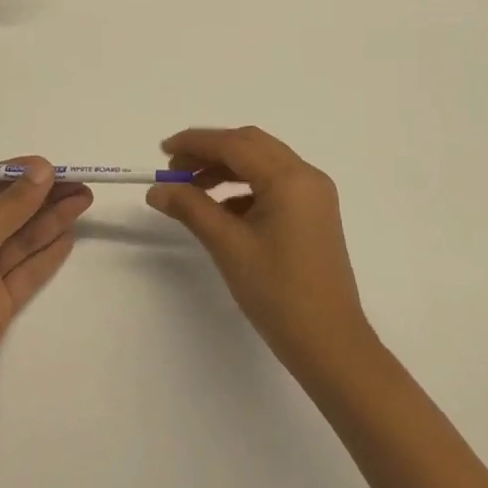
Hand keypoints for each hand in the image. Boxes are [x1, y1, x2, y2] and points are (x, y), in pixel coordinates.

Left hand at [0, 158, 91, 410]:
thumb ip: (10, 206)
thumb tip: (43, 169)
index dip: (19, 174)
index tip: (54, 168)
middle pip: (10, 210)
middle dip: (44, 196)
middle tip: (82, 184)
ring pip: (23, 238)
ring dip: (52, 219)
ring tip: (84, 202)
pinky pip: (28, 270)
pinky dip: (48, 253)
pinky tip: (70, 236)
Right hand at [146, 127, 373, 379]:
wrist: (330, 345)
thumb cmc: (279, 294)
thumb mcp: (229, 247)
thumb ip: (191, 209)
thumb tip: (157, 189)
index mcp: (290, 178)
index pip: (235, 144)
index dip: (196, 142)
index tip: (162, 150)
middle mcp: (307, 176)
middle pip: (251, 145)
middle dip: (210, 151)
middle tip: (175, 167)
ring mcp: (314, 194)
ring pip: (262, 163)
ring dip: (226, 169)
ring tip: (191, 188)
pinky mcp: (313, 213)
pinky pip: (274, 184)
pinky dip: (244, 188)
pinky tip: (220, 209)